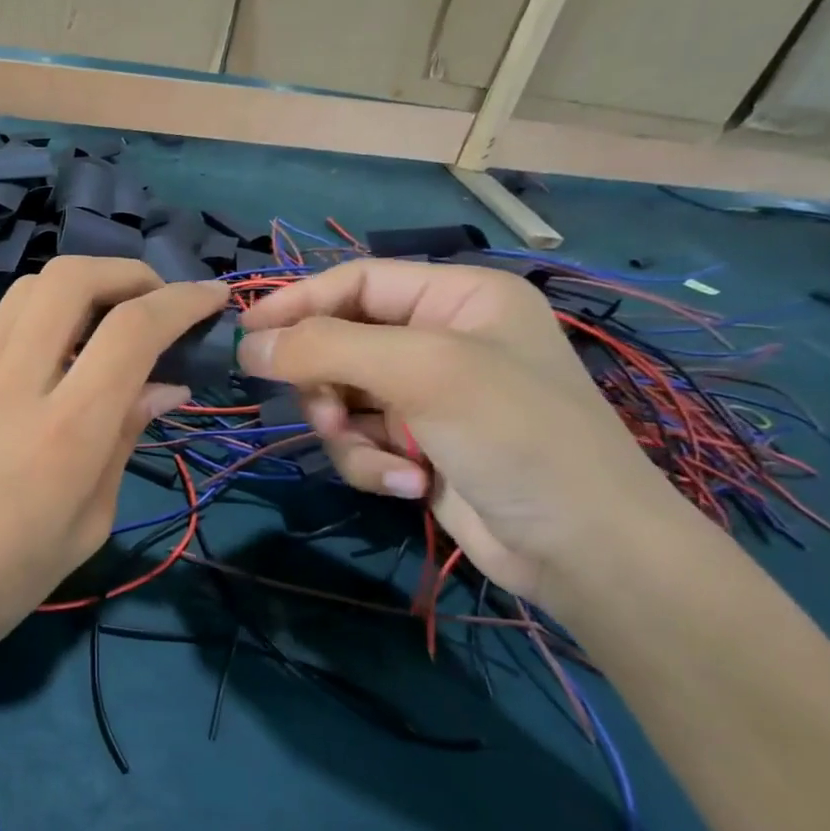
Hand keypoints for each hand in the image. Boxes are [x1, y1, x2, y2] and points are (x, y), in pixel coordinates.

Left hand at [0, 256, 229, 683]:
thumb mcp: (85, 527)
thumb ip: (123, 444)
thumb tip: (161, 388)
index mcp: (66, 431)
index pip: (132, 331)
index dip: (182, 301)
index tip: (214, 297)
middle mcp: (17, 383)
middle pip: (70, 278)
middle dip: (127, 271)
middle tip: (157, 299)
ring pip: (29, 288)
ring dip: (82, 283)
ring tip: (110, 317)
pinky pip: (4, 324)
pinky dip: (46, 315)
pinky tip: (61, 356)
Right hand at [237, 259, 689, 598]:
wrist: (584, 549)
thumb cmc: (515, 435)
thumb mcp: (420, 373)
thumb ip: (325, 349)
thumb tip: (246, 346)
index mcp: (457, 297)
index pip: (355, 281)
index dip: (297, 302)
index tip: (245, 335)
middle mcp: (440, 338)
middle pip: (339, 343)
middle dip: (328, 386)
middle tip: (330, 416)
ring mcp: (428, 395)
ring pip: (341, 398)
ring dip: (349, 434)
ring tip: (386, 460)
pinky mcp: (418, 445)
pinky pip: (360, 440)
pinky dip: (372, 463)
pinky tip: (410, 484)